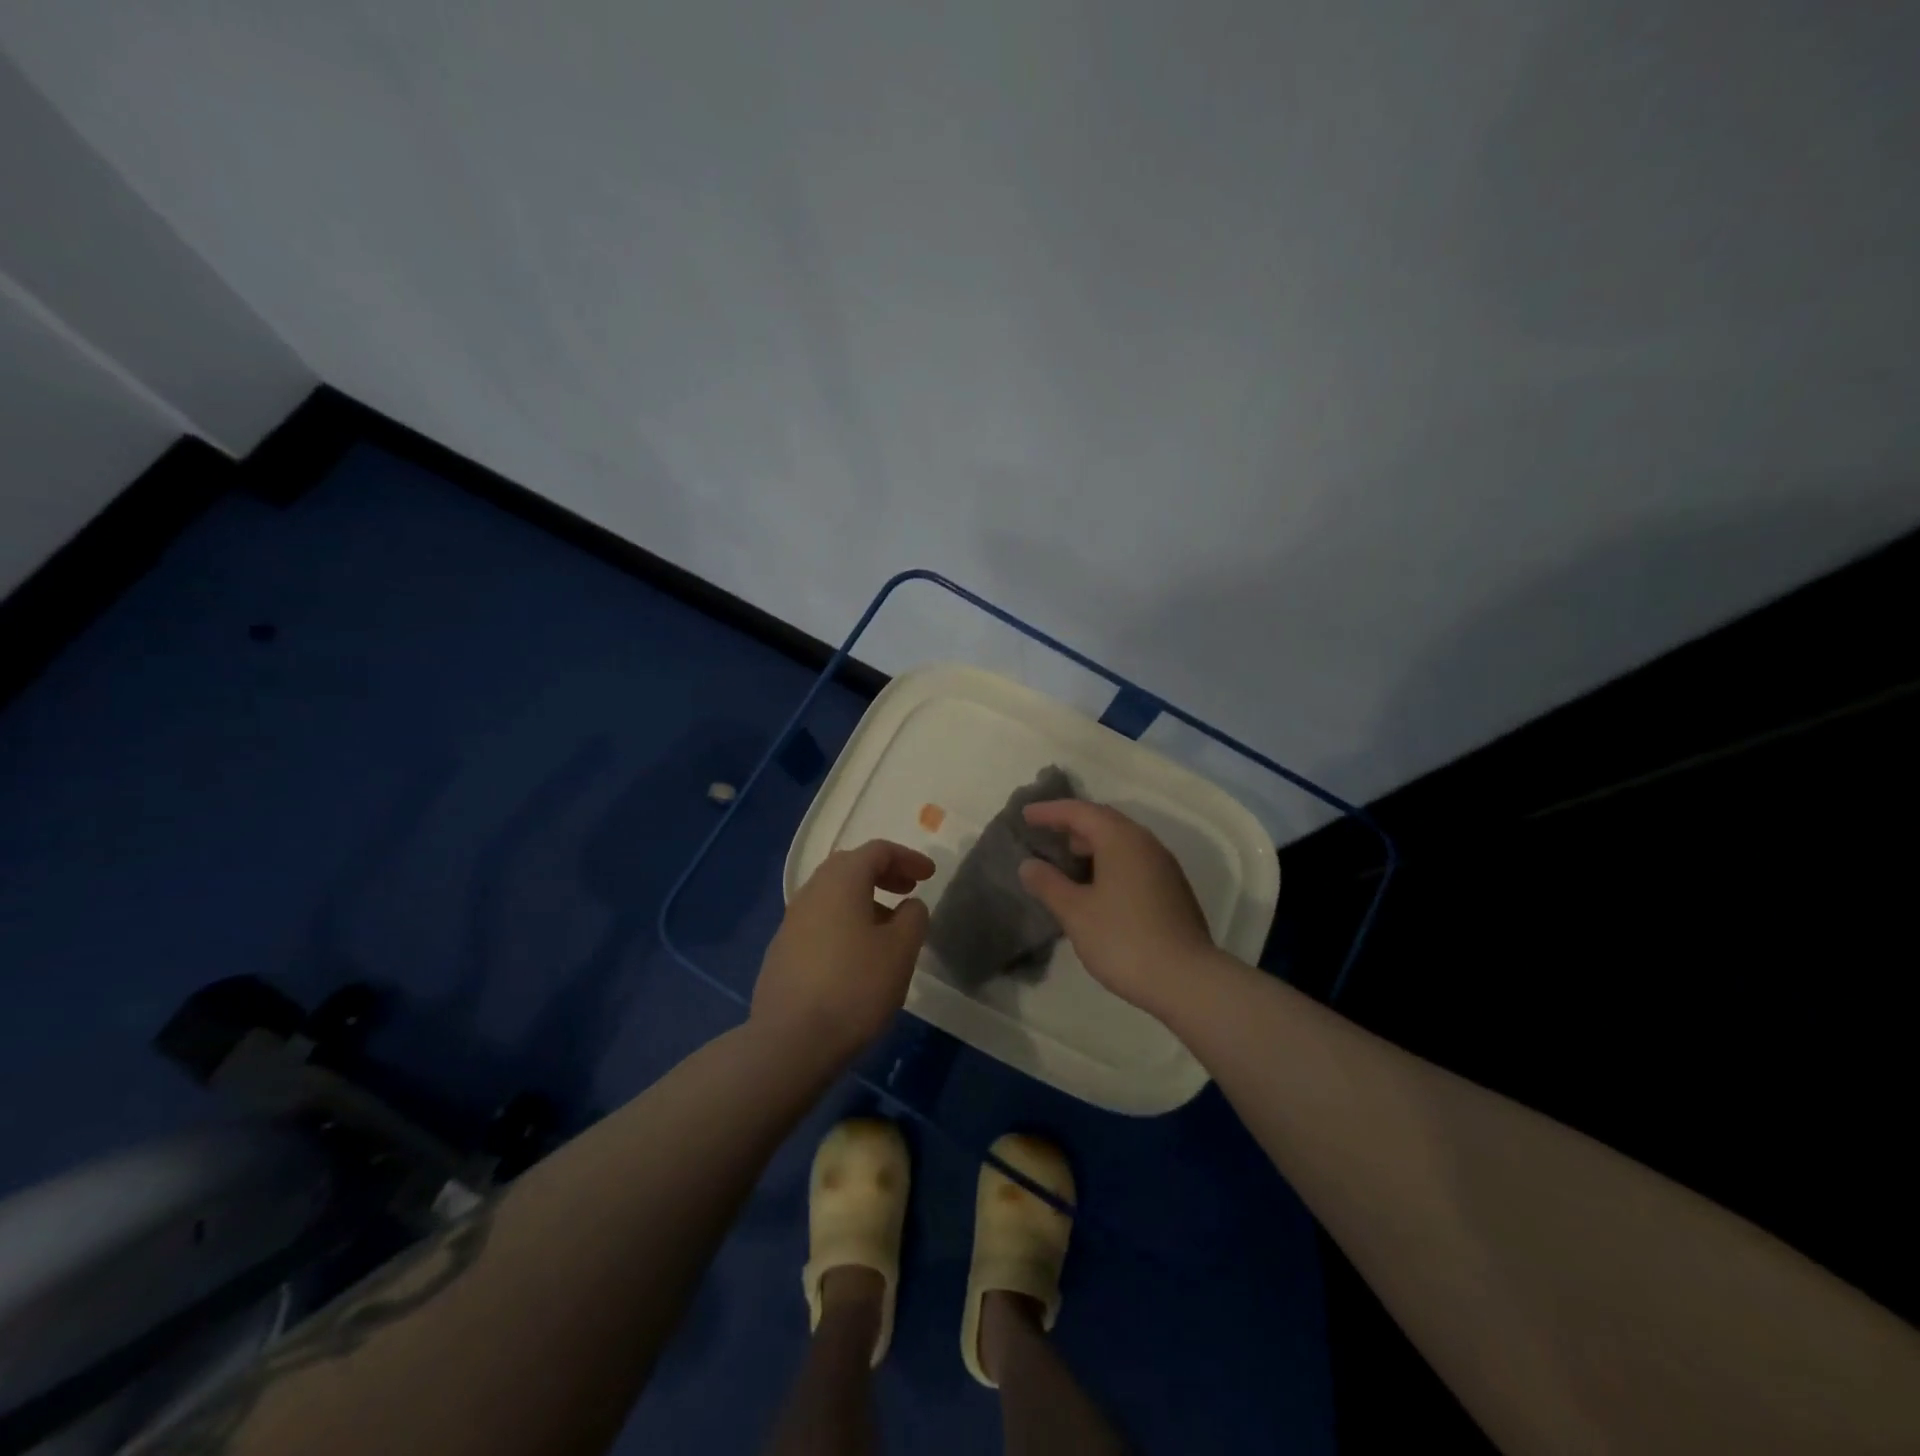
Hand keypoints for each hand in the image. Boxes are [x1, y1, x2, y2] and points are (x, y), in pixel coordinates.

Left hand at [752, 839, 934, 1065]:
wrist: (790, 1042)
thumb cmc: (855, 987)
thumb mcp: (901, 951)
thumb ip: (913, 918)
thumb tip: (909, 905)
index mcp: (840, 881)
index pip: (877, 851)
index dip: (908, 857)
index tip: (930, 875)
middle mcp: (811, 892)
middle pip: (850, 867)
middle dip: (883, 873)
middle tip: (909, 890)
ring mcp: (791, 922)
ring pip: (832, 895)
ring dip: (863, 899)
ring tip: (889, 926)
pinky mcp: (781, 952)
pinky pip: (819, 921)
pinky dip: (844, 922)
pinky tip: (857, 955)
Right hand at [1018, 801, 1215, 1017]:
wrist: (1187, 980)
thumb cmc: (1123, 939)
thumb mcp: (1075, 912)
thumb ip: (1049, 884)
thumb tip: (1029, 865)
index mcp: (1121, 840)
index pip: (1080, 812)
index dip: (1050, 811)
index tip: (1025, 816)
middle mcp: (1145, 843)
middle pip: (1104, 820)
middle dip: (1072, 823)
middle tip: (1045, 833)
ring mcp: (1163, 866)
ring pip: (1122, 841)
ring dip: (1092, 843)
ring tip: (1067, 860)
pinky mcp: (1172, 888)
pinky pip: (1133, 859)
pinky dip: (1109, 860)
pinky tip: (1096, 885)